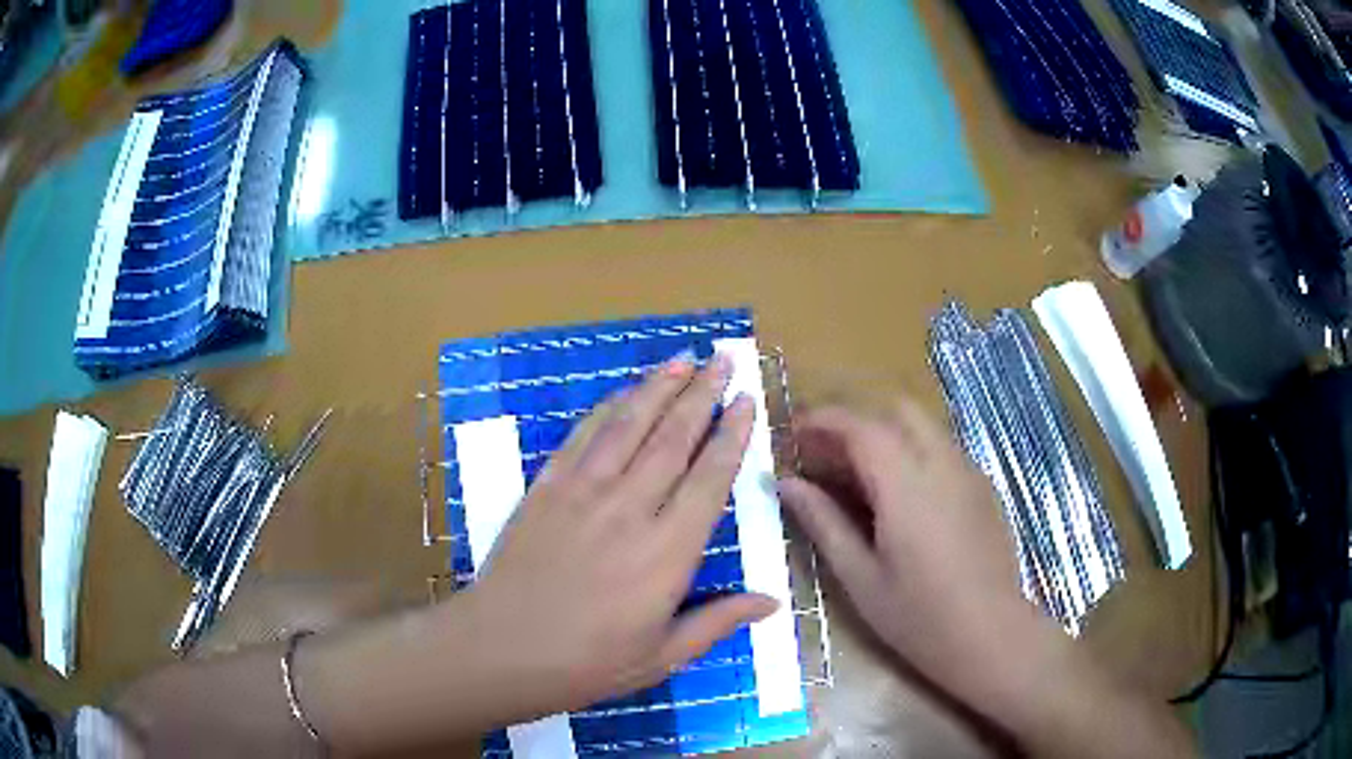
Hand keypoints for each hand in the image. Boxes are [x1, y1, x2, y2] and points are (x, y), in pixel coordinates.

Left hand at [448, 352, 776, 715]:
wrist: (501, 649)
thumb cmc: (587, 662)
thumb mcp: (663, 656)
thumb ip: (718, 622)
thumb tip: (772, 602)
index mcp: (668, 553)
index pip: (710, 479)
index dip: (731, 436)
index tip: (745, 403)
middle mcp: (631, 510)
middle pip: (673, 438)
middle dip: (701, 394)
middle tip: (722, 360)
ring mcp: (584, 492)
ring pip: (628, 426)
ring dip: (657, 388)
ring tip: (682, 359)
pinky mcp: (547, 488)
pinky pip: (583, 437)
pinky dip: (607, 409)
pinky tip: (622, 393)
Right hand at [778, 398, 1043, 711]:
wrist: (990, 635)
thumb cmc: (918, 616)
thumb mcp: (860, 577)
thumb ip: (823, 523)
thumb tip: (786, 484)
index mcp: (906, 484)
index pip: (861, 426)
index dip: (823, 420)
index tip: (794, 433)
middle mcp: (941, 463)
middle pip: (896, 411)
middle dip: (858, 422)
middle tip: (828, 458)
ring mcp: (968, 472)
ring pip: (923, 427)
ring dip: (887, 436)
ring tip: (859, 480)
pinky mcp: (983, 487)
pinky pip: (942, 449)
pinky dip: (912, 453)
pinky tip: (901, 499)